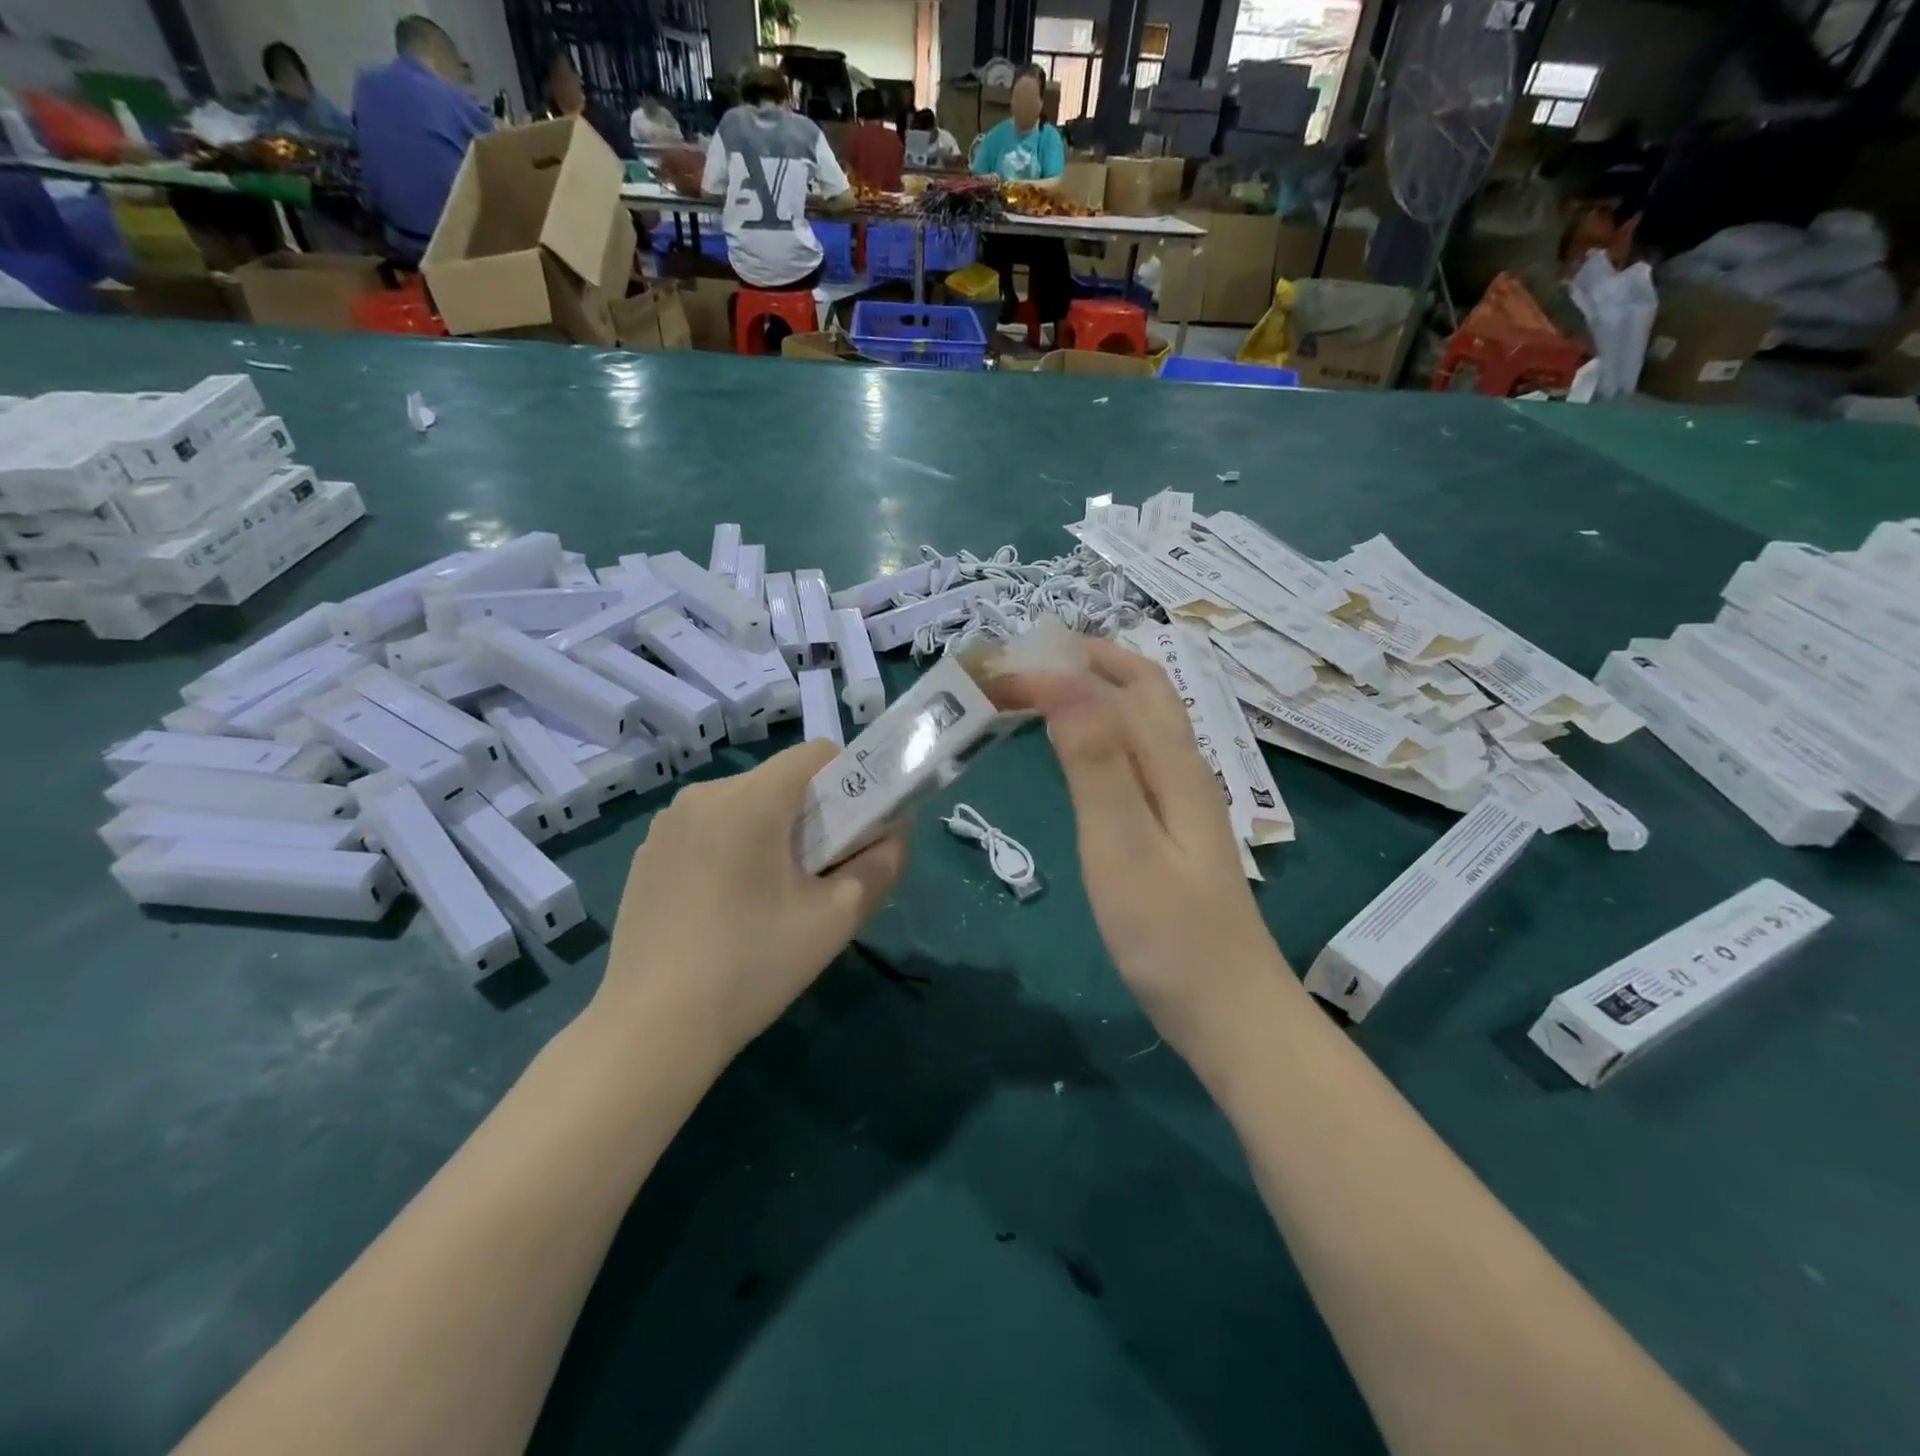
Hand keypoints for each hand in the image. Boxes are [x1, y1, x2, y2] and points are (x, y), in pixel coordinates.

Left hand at [592, 742, 907, 1068]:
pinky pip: (709, 830)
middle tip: (821, 875)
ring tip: (774, 898)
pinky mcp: (648, 855)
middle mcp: (704, 795)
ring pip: (745, 806)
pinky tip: (728, 909)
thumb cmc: (752, 966)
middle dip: (813, 814)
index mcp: (750, 799)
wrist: (651, 1030)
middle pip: (781, 781)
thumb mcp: (836, 918)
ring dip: (772, 833)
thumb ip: (881, 864)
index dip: (850, 780)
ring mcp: (667, 825)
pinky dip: (733, 849)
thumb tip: (895, 832)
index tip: (856, 830)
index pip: (817, 753)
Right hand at [1000, 639, 1298, 1058]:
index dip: (1055, 669)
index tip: (995, 676)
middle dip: (1083, 661)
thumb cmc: (1169, 935)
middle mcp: (1183, 766)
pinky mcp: (1173, 825)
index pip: (1114, 685)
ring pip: (1140, 718)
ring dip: (1092, 689)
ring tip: (1038, 692)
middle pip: (1142, 686)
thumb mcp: (1122, 846)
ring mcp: (1182, 797)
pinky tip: (1076, 750)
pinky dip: (1099, 728)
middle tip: (1022, 663)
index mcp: (1171, 764)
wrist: (1228, 1011)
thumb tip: (1064, 682)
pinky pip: (1135, 752)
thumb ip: (1096, 763)